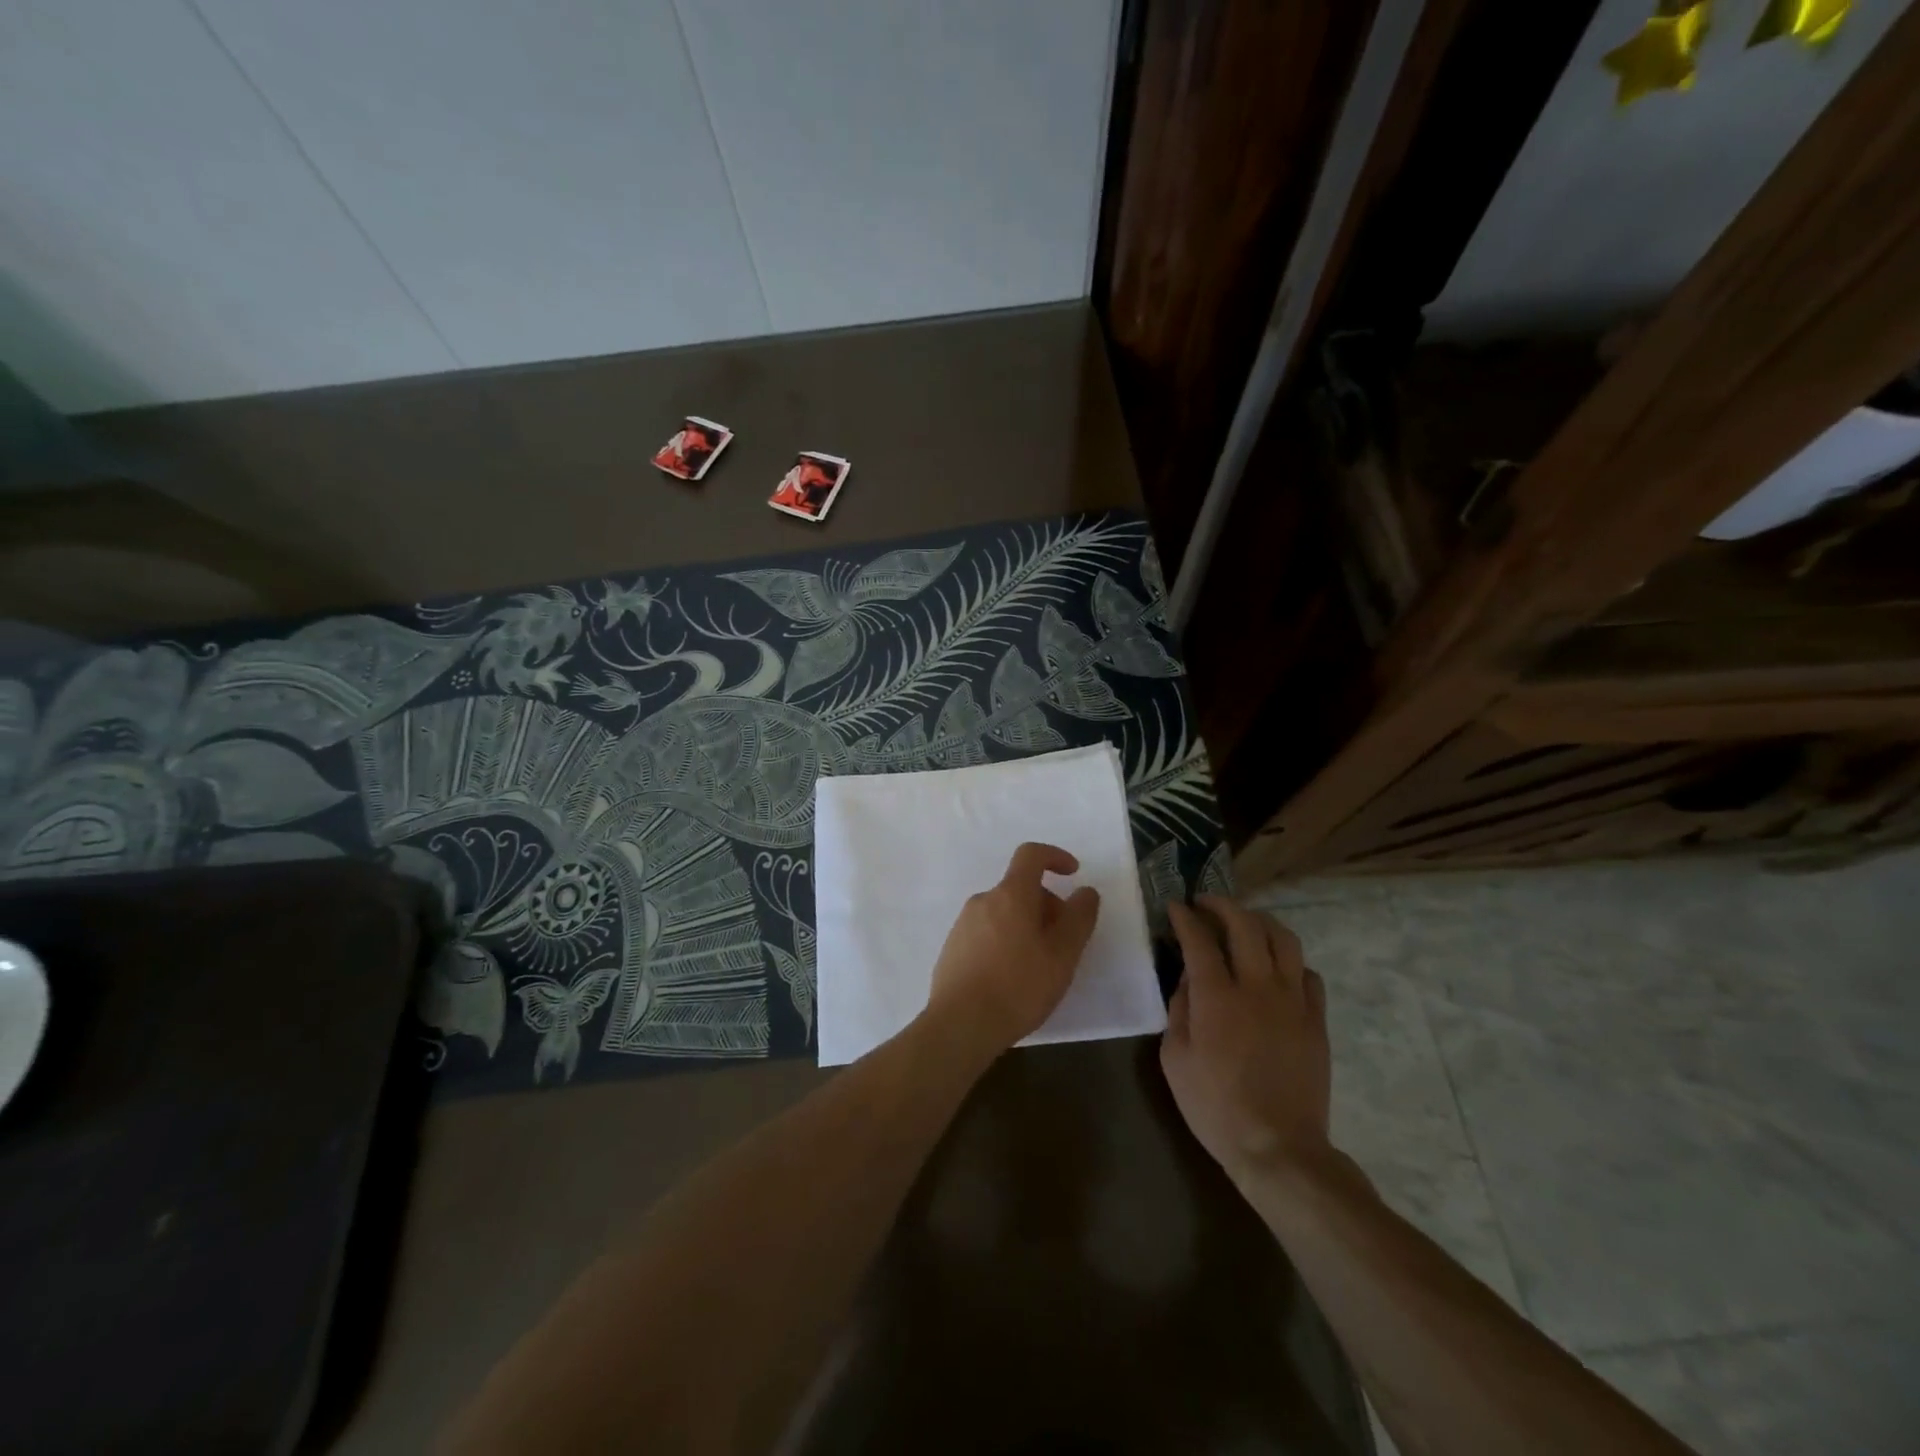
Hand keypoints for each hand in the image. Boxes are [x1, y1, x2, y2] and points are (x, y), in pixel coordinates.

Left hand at [925, 842, 1100, 1057]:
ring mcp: (963, 924)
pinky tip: (1011, 978)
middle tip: (1063, 943)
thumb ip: (1079, 918)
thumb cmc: (1019, 986)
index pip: (1031, 855)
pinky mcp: (952, 948)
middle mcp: (983, 900)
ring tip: (1039, 966)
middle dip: (1046, 906)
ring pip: (1004, 913)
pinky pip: (986, 933)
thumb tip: (1085, 891)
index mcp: (1011, 895)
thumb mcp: (1062, 955)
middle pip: (1020, 889)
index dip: (1055, 857)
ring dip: (1026, 926)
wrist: (960, 1024)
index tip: (1073, 874)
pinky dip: (1005, 942)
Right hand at [1160, 896, 1331, 1184]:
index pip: (1199, 939)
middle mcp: (1257, 987)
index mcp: (1216, 997)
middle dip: (1222, 905)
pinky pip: (1308, 973)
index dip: (1186, 917)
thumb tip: (1188, 979)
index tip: (1176, 906)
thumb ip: (1179, 1009)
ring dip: (1260, 922)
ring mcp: (1293, 1001)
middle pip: (1245, 925)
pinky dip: (1290, 961)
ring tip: (1245, 923)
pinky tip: (1277, 968)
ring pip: (1284, 940)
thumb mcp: (1174, 1058)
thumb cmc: (1214, 1106)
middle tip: (1206, 904)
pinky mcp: (1316, 1020)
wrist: (1278, 1147)